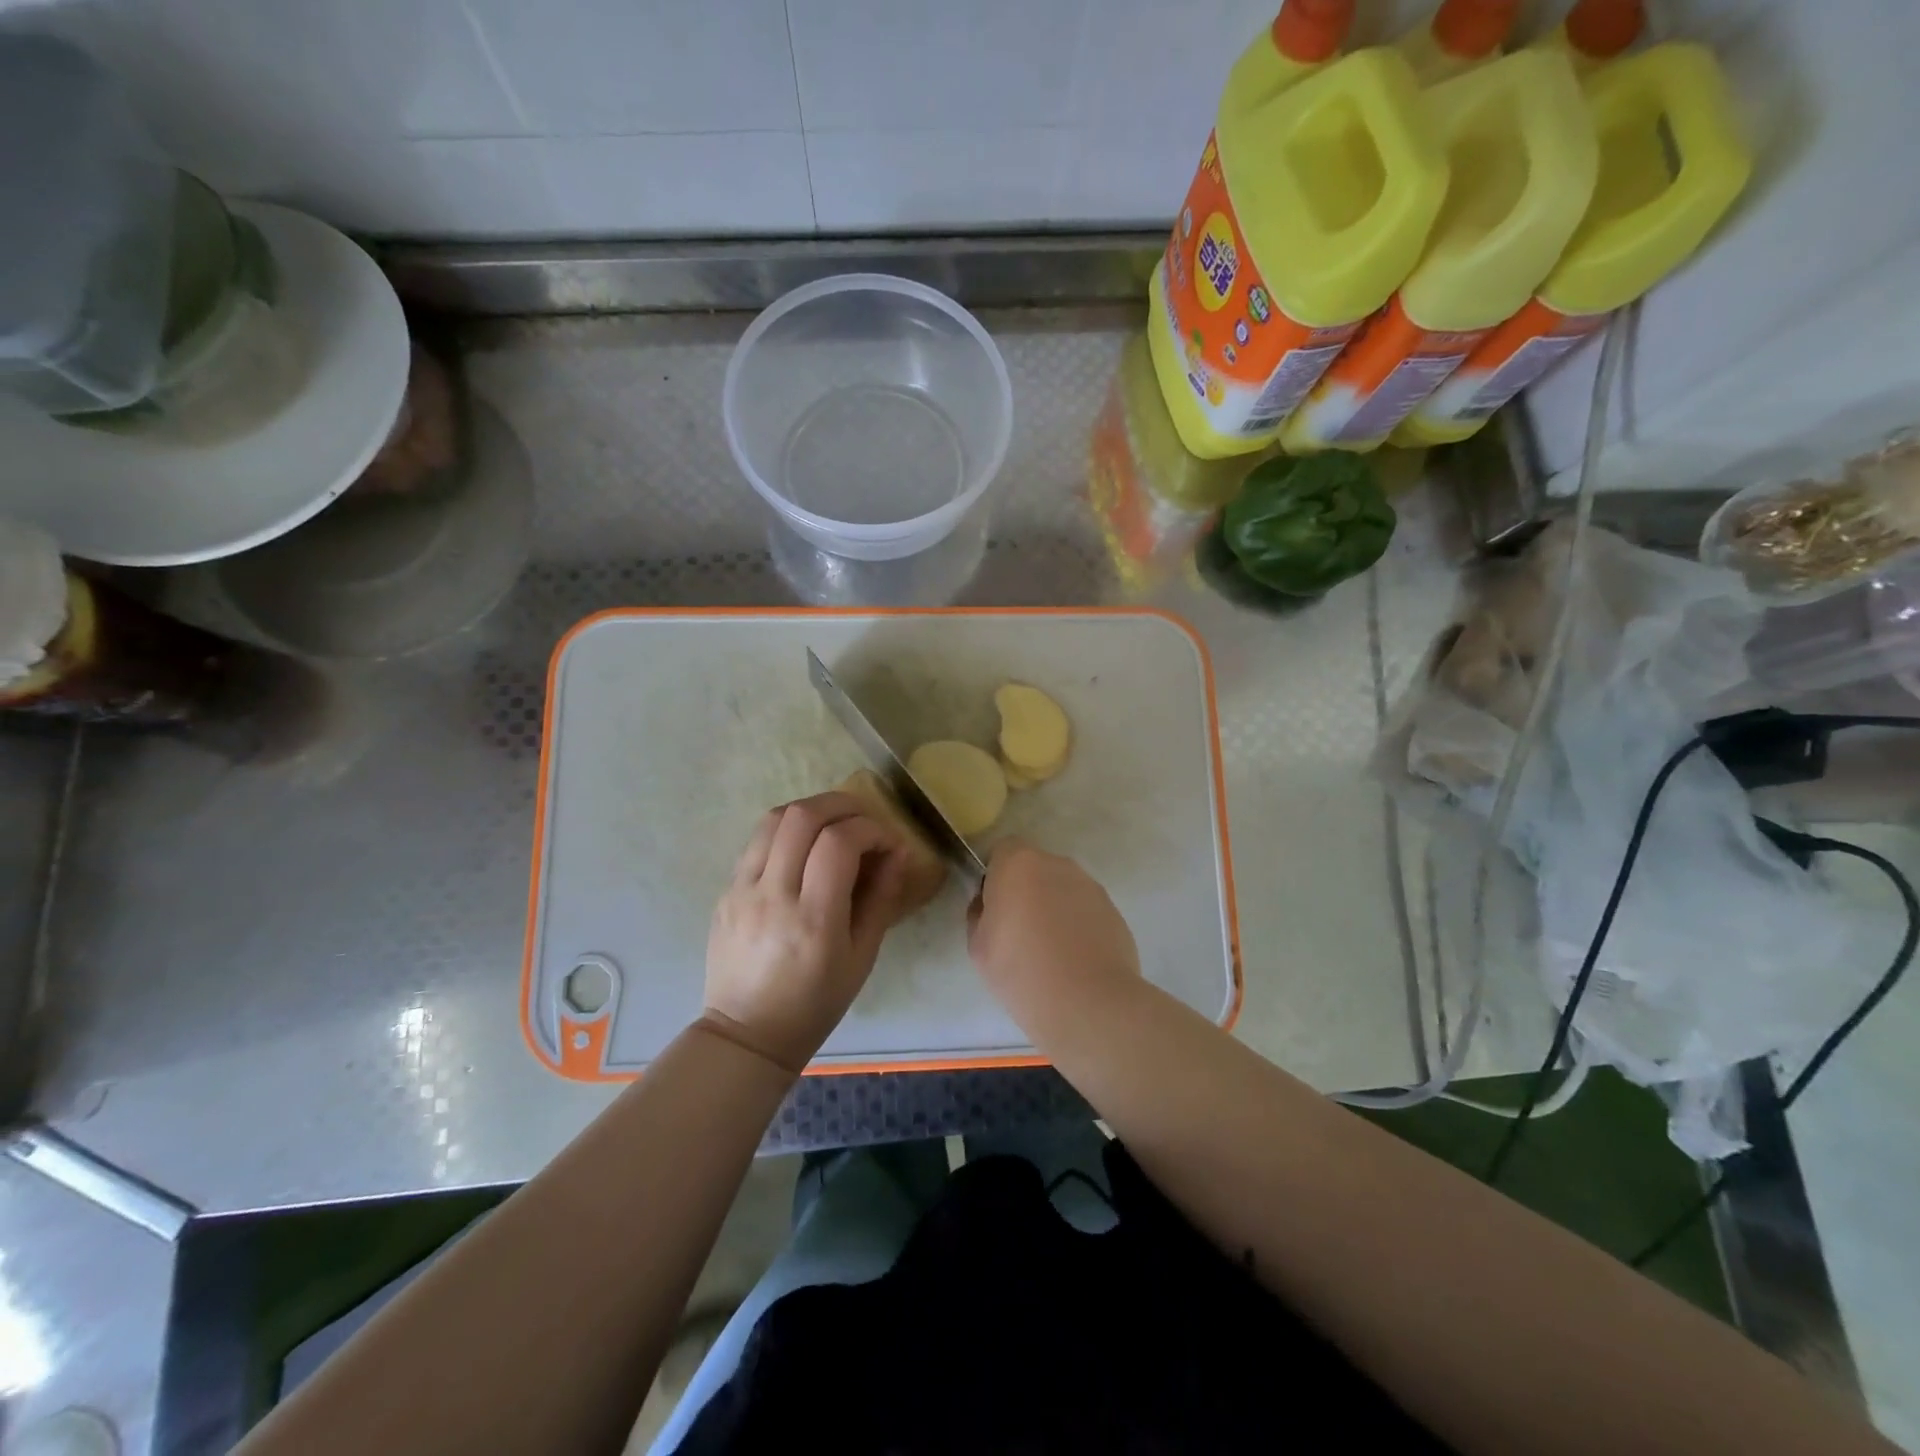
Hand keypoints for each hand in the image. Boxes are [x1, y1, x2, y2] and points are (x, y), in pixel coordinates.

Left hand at [702, 792, 911, 1072]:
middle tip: (864, 820)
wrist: (747, 1033)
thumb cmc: (815, 1002)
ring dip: (811, 810)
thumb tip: (898, 852)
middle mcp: (773, 895)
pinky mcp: (726, 890)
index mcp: (813, 919)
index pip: (839, 843)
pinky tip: (803, 847)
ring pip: (774, 818)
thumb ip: (882, 898)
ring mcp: (742, 889)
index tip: (888, 843)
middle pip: (803, 816)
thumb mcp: (862, 957)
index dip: (871, 830)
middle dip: (842, 805)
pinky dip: (787, 830)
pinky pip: (757, 841)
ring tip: (834, 825)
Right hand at [967, 838, 1140, 1034]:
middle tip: (1019, 933)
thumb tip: (991, 906)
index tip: (994, 909)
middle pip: (1035, 869)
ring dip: (1054, 908)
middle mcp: (1058, 864)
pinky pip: (1085, 910)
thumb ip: (979, 914)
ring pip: (1062, 889)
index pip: (1003, 851)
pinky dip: (1078, 926)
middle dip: (1026, 891)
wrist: (1088, 1003)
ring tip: (1050, 952)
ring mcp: (1091, 886)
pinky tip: (1075, 961)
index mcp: (1019, 864)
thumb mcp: (978, 946)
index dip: (995, 876)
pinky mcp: (1114, 911)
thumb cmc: (1021, 970)